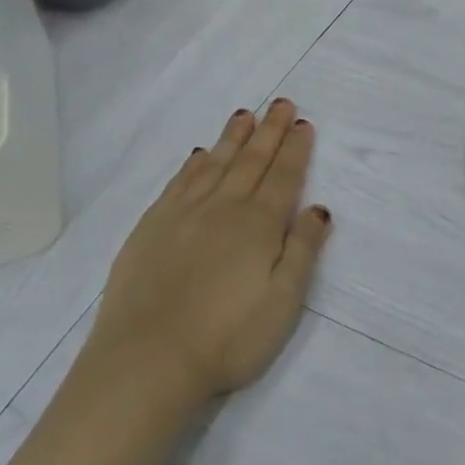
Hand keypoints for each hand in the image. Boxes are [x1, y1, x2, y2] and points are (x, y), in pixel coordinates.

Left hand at [83, 100, 331, 404]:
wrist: (146, 360)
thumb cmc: (227, 338)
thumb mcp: (283, 302)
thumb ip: (303, 251)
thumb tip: (318, 209)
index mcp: (259, 225)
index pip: (283, 176)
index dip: (295, 149)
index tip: (303, 124)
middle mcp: (222, 208)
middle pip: (251, 161)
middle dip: (269, 131)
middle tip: (281, 104)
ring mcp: (182, 215)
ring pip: (214, 164)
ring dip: (233, 138)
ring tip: (245, 115)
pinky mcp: (151, 228)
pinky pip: (179, 182)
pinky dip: (194, 164)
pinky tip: (200, 155)